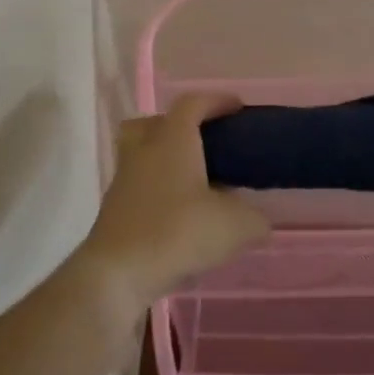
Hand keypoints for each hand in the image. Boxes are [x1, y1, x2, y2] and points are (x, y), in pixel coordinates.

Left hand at [78, 94, 269, 309]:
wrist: (118, 274)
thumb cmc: (178, 233)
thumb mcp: (234, 226)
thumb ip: (254, 219)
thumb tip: (259, 221)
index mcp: (172, 140)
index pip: (192, 103)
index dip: (216, 100)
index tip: (238, 108)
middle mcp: (143, 152)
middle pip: (154, 123)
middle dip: (180, 125)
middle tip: (206, 143)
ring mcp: (124, 181)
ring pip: (143, 155)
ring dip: (167, 161)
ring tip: (196, 183)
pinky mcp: (114, 211)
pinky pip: (139, 187)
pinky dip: (159, 192)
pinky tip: (181, 215)